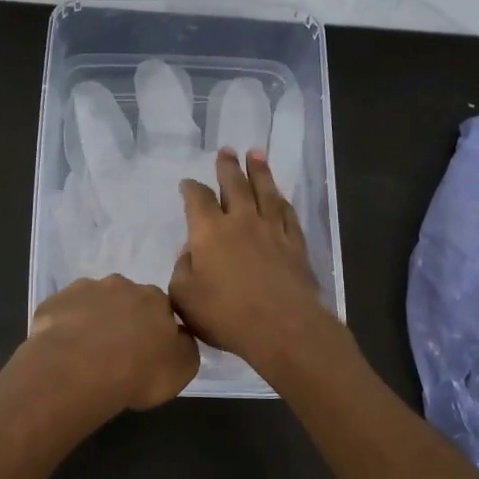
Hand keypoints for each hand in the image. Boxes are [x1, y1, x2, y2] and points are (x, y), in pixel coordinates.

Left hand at [18, 274, 200, 413]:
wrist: (79, 370)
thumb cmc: (138, 371)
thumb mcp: (182, 369)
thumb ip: (185, 347)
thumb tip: (179, 337)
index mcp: (155, 298)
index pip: (160, 307)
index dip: (154, 329)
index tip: (147, 350)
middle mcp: (121, 285)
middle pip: (125, 299)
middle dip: (123, 319)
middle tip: (117, 351)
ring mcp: (83, 290)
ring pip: (92, 302)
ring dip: (93, 320)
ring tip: (86, 353)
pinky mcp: (53, 301)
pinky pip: (63, 312)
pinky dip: (65, 326)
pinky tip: (63, 350)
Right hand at [170, 149, 342, 377]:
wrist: (283, 327)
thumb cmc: (226, 315)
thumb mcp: (184, 298)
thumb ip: (182, 270)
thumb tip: (190, 252)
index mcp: (209, 231)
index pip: (197, 199)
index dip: (190, 188)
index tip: (187, 183)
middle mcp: (241, 221)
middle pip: (234, 185)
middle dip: (227, 167)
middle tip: (226, 150)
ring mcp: (272, 230)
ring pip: (265, 191)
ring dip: (259, 171)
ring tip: (256, 154)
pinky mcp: (295, 244)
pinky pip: (287, 213)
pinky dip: (281, 200)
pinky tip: (280, 195)